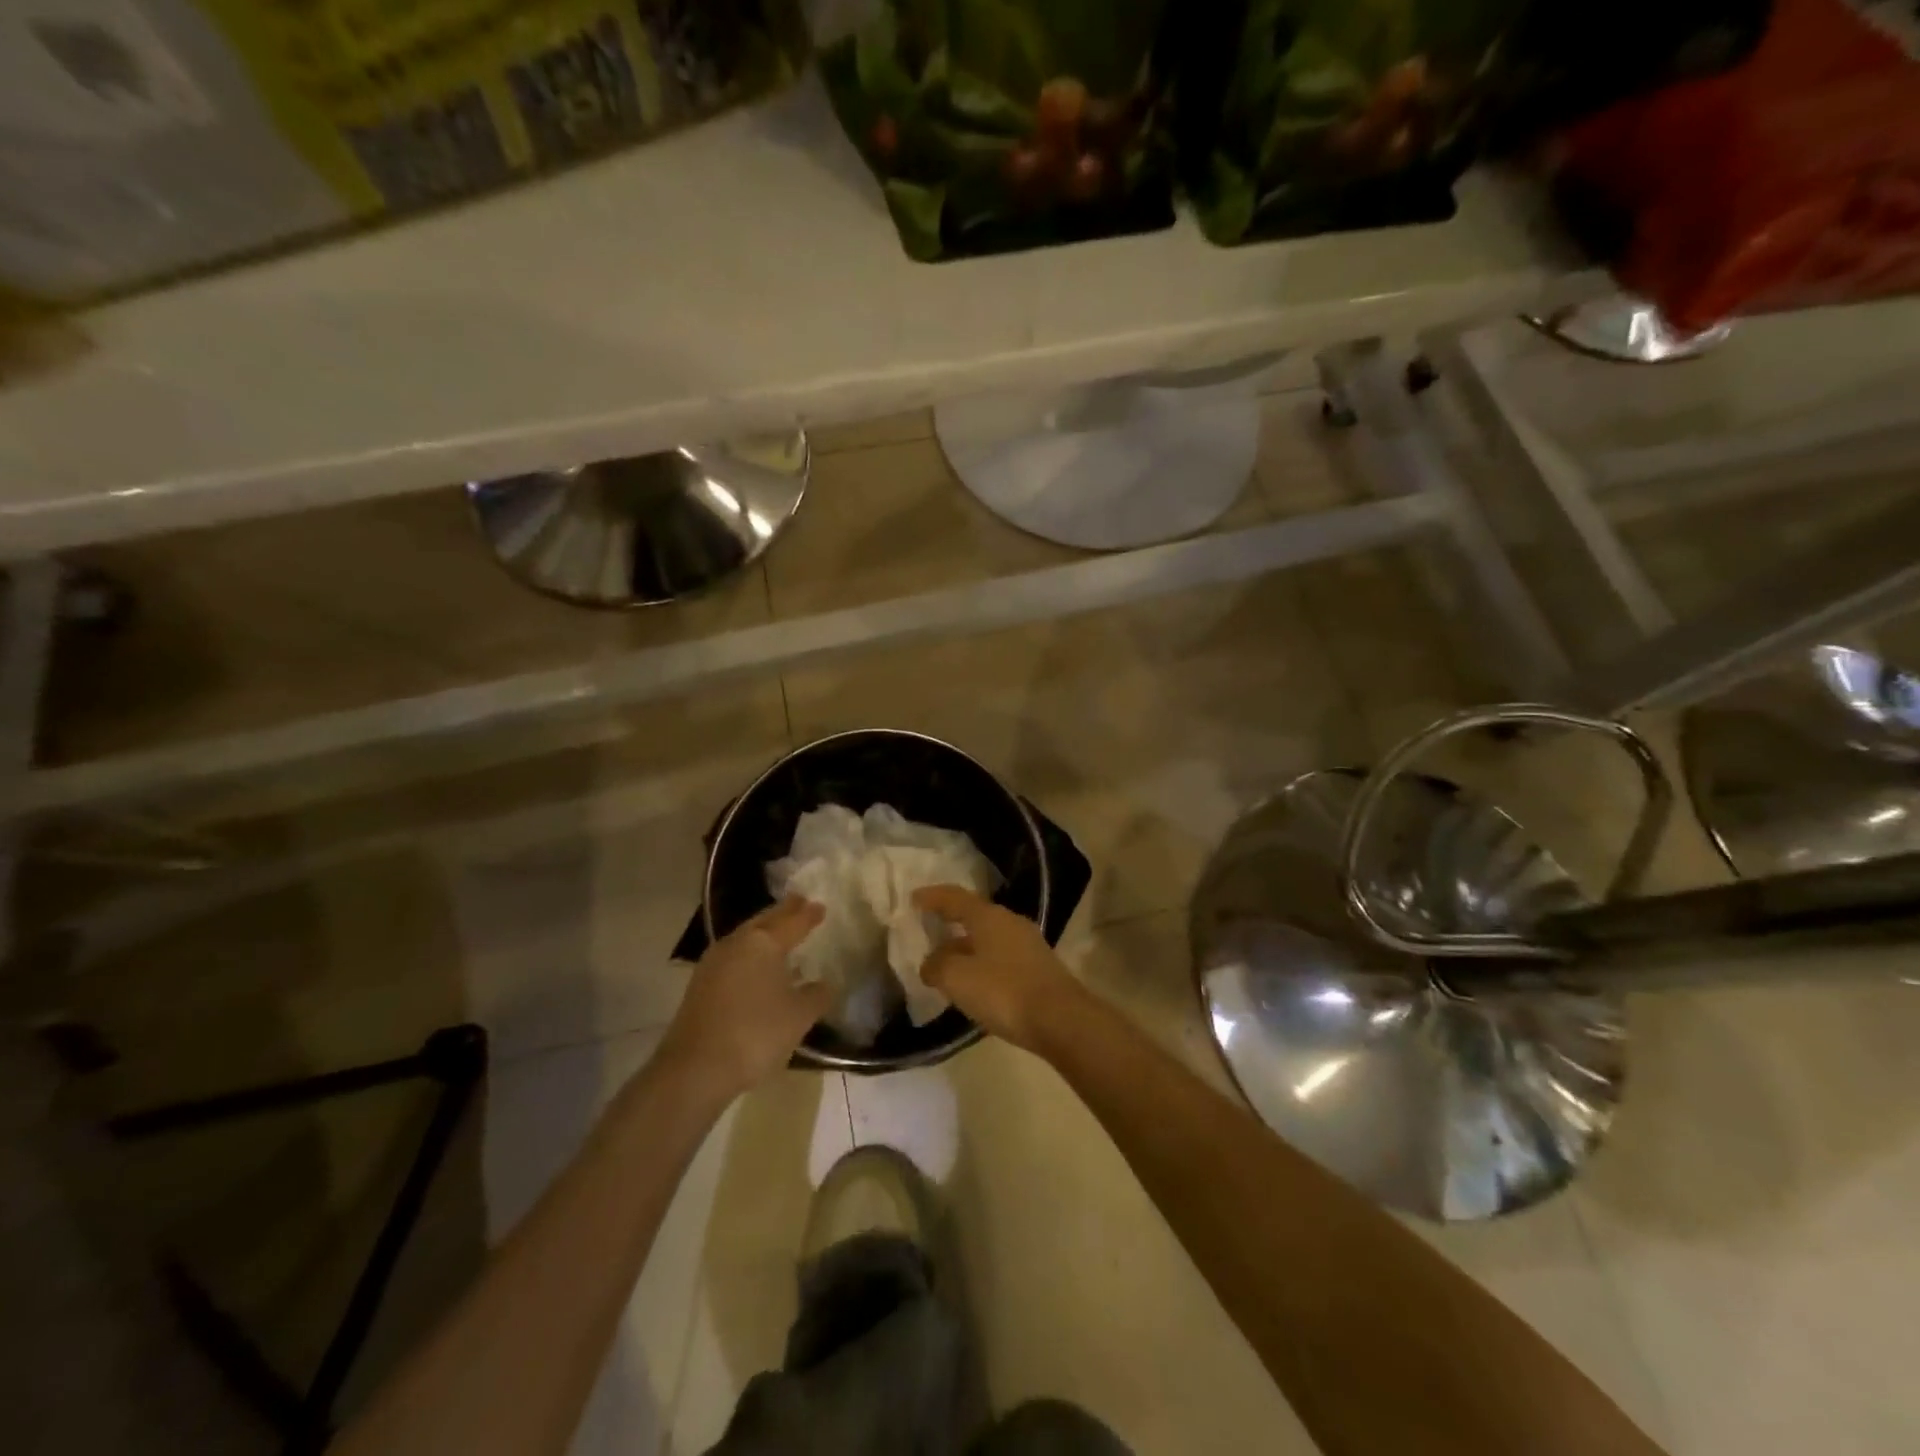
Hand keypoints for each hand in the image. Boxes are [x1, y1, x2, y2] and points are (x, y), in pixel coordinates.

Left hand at [659, 897, 829, 1097]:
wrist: (695, 1069)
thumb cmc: (756, 1033)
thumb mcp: (799, 1016)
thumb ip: (817, 995)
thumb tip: (826, 984)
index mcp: (763, 942)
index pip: (792, 921)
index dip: (808, 914)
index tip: (820, 905)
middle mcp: (737, 943)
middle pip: (765, 921)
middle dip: (783, 912)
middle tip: (799, 903)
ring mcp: (714, 963)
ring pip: (746, 937)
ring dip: (764, 932)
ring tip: (781, 932)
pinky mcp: (701, 984)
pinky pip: (734, 956)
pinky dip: (750, 953)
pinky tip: (757, 966)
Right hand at [913, 885, 1084, 1054]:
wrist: (1061, 1020)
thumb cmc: (1004, 992)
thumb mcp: (958, 978)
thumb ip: (937, 966)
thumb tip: (931, 963)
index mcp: (988, 916)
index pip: (955, 897)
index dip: (932, 897)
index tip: (913, 898)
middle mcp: (1010, 922)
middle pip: (974, 916)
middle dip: (950, 923)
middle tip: (928, 932)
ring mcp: (1028, 945)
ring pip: (988, 939)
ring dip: (966, 948)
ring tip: (946, 964)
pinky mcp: (1038, 968)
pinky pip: (1001, 958)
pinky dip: (982, 965)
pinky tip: (974, 984)